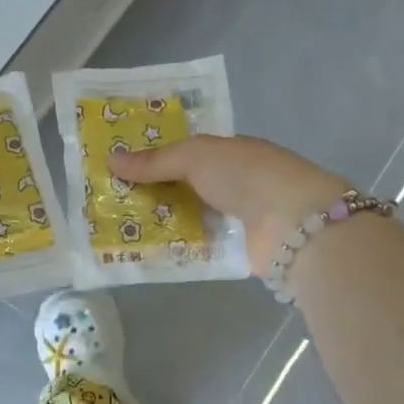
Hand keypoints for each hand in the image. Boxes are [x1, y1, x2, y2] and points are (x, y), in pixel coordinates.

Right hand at [111, 135, 349, 275]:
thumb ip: (155, 161)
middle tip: (110, 200)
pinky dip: (178, 247)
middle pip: (187, 187)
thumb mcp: (196, 157)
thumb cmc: (246, 175)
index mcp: (231, 152)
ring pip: (191, 217)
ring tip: (118, 228)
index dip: (157, 158)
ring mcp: (238, 218)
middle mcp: (236, 183)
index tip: (121, 167)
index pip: (189, 153)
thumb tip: (110, 159)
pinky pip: (199, 246)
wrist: (293, 223)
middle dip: (153, 192)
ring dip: (162, 222)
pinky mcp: (238, 250)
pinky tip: (147, 251)